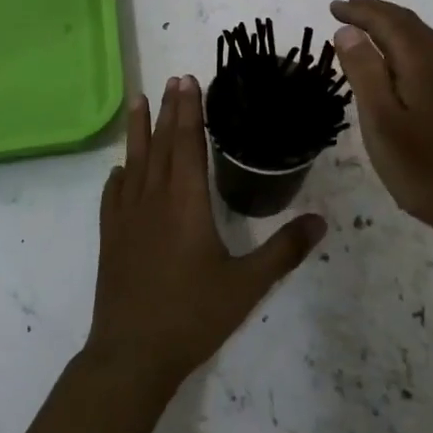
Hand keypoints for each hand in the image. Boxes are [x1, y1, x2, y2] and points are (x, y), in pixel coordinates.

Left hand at [85, 76, 326, 393]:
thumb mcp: (247, 284)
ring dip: (138, 129)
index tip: (188, 80)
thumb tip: (321, 221)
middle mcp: (154, 198)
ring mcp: (127, 216)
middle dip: (169, 109)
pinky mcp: (111, 236)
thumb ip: (284, 251)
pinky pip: (114, 194)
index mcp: (186, 202)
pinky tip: (121, 169)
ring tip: (138, 100)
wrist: (132, 354)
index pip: (188, 143)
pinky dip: (120, 174)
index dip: (189, 111)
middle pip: (162, 143)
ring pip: (135, 161)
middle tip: (173, 78)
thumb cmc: (192, 315)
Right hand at [330, 0, 432, 237]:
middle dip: (377, 11)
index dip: (360, 11)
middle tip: (348, 6)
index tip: (333, 6)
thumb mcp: (382, 121)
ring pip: (423, 38)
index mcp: (422, 63)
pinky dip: (408, 44)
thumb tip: (347, 31)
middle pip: (409, 24)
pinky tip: (403, 61)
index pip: (388, 22)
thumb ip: (364, 72)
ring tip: (370, 25)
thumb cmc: (426, 168)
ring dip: (394, 25)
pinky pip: (431, 54)